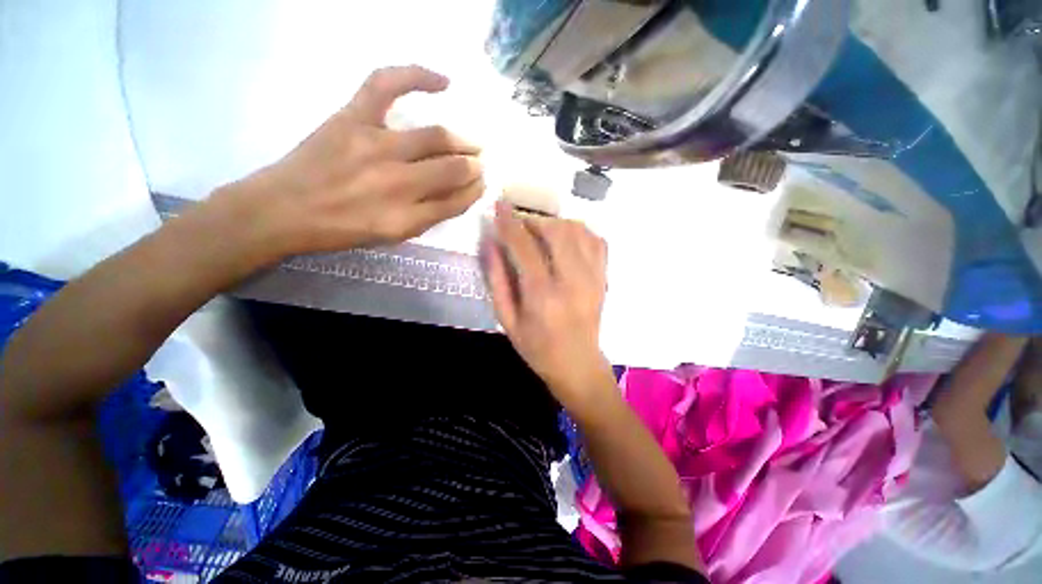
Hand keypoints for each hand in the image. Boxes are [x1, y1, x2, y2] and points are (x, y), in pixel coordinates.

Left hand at [215, 65, 483, 258]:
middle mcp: (398, 183)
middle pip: (452, 168)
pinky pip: (387, 85)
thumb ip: (429, 217)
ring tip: (470, 142)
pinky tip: (444, 82)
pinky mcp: (352, 117)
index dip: (473, 191)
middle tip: (479, 164)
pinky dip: (417, 75)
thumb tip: (458, 193)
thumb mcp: (392, 236)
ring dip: (461, 141)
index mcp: (406, 218)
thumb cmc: (342, 230)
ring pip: (434, 137)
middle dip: (473, 166)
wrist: (284, 209)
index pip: (456, 201)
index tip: (480, 184)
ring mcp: (375, 145)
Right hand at [483, 202, 614, 411]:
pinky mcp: (604, 277)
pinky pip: (596, 240)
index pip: (524, 246)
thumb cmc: (537, 347)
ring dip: (555, 222)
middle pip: (556, 231)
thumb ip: (497, 279)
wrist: (578, 364)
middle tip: (518, 224)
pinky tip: (565, 237)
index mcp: (543, 294)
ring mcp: (593, 277)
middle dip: (533, 219)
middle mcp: (572, 280)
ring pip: (577, 230)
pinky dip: (579, 230)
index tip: (499, 205)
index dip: (509, 222)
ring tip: (539, 231)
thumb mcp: (507, 319)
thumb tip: (491, 243)